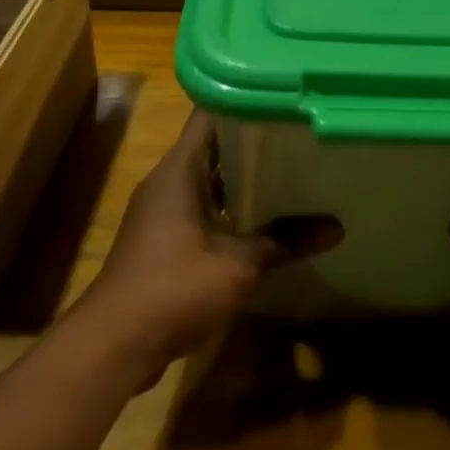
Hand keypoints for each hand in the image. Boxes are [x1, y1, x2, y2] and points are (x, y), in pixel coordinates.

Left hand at [83, 109, 338, 386]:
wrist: (113, 348)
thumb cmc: (174, 288)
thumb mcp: (239, 264)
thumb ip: (286, 240)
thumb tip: (337, 227)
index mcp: (179, 170)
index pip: (210, 114)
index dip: (244, 101)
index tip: (282, 101)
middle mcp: (167, 182)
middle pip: (213, 146)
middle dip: (253, 141)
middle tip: (298, 136)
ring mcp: (161, 213)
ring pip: (208, 180)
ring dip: (242, 179)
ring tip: (289, 172)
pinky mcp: (161, 242)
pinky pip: (201, 209)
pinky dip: (229, 208)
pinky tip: (262, 220)